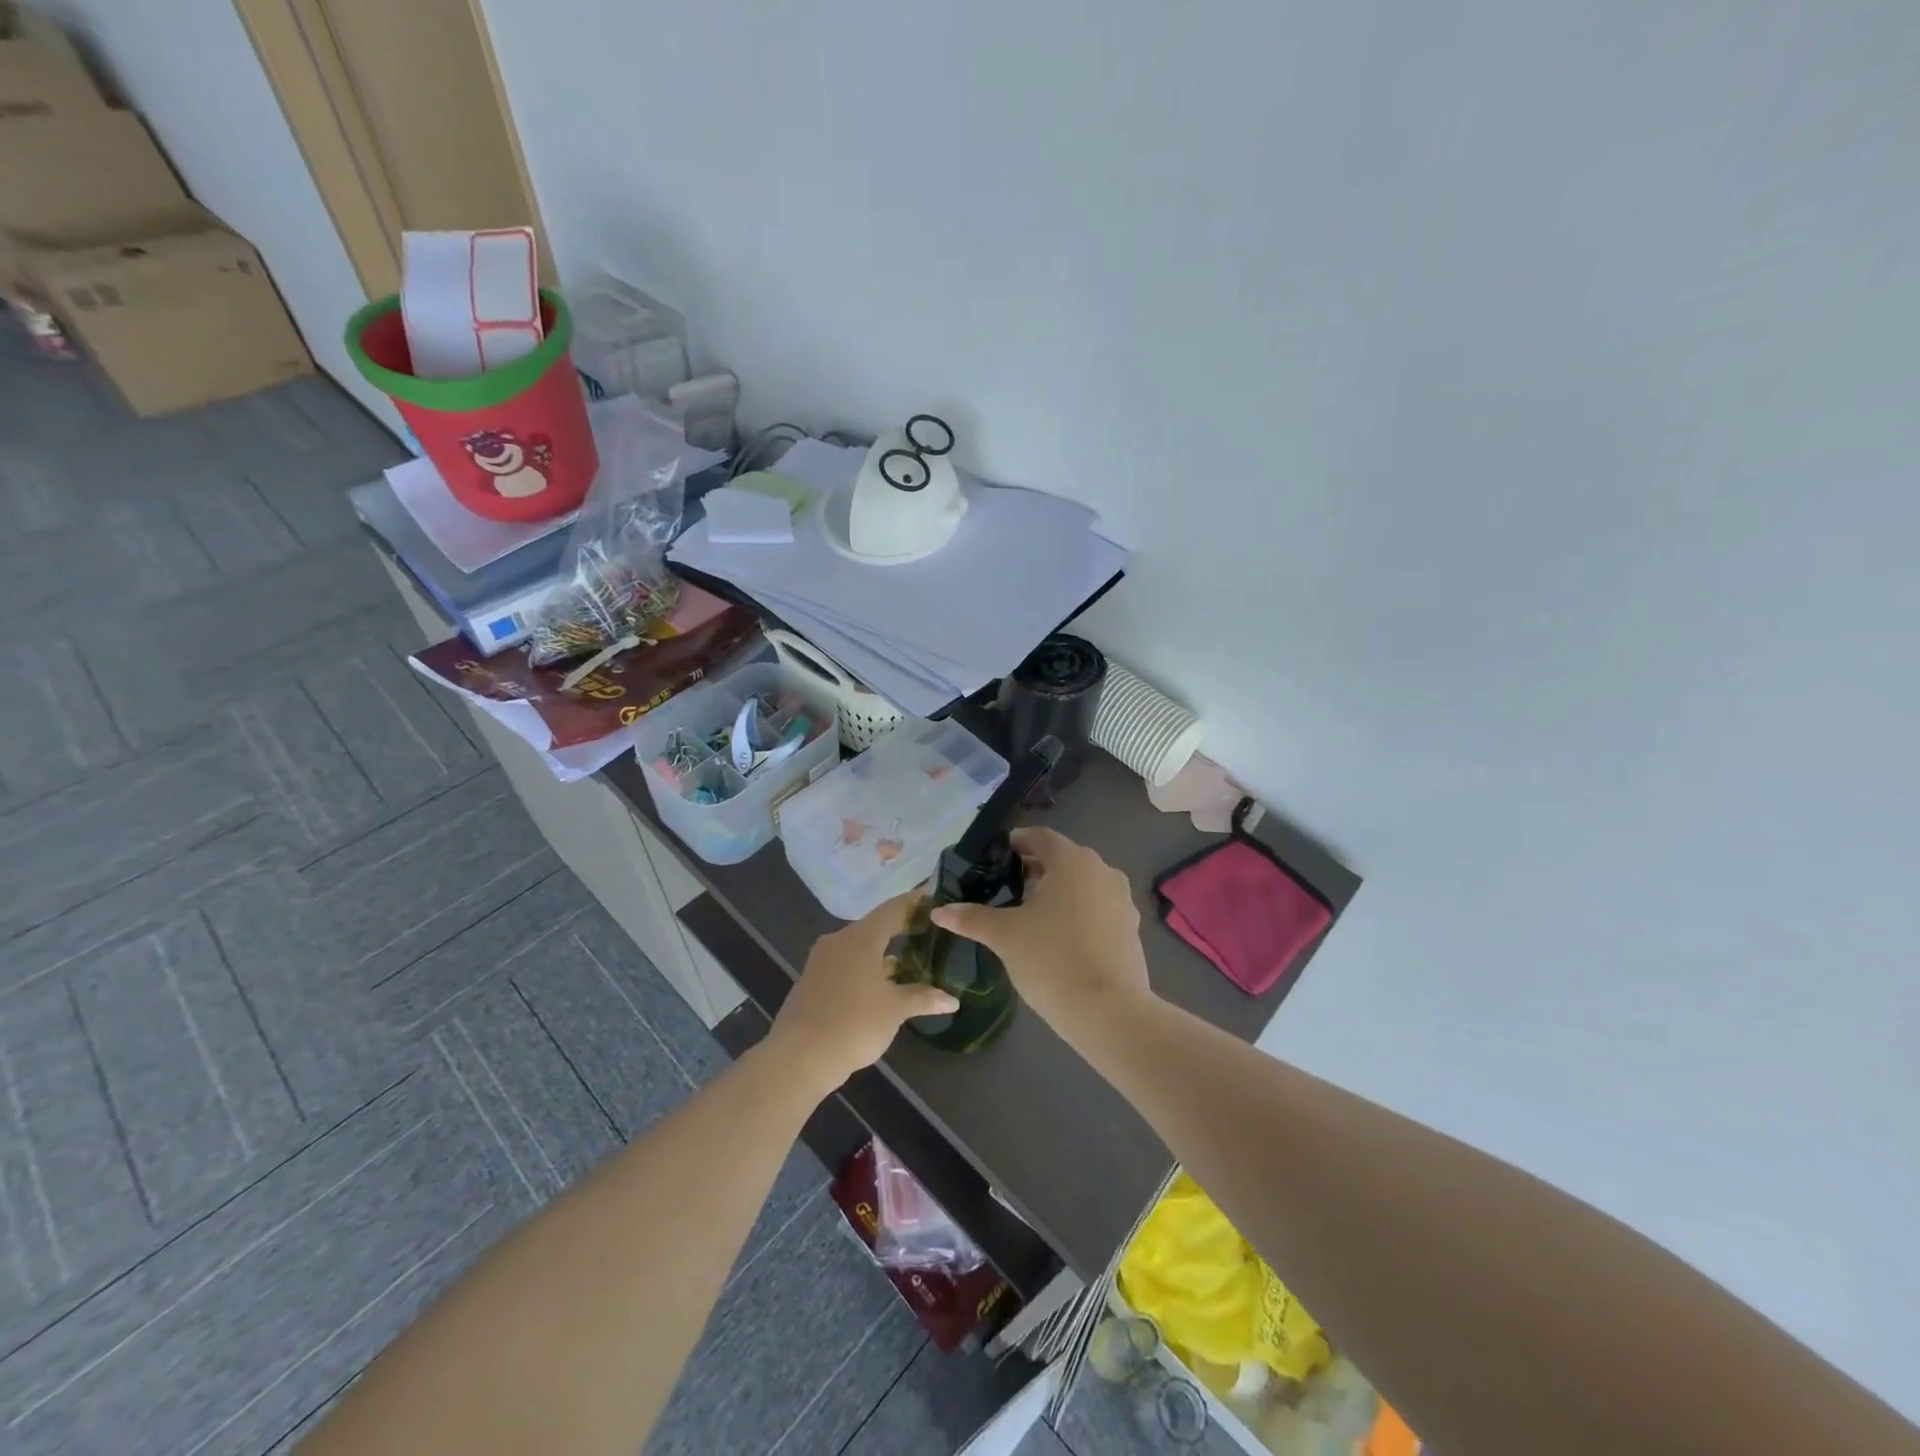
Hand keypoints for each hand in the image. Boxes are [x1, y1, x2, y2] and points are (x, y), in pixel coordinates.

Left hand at [766, 891, 958, 1095]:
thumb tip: (952, 1000)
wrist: (798, 1058)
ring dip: (884, 953)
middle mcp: (839, 941)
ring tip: (913, 960)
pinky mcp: (813, 983)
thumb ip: (923, 998)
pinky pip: (847, 965)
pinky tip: (884, 986)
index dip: (915, 903)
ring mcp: (822, 962)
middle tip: (929, 931)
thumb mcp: (895, 1010)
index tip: (935, 899)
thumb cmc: (853, 1023)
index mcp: (860, 937)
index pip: (893, 909)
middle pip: (876, 927)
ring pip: (860, 949)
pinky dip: (868, 969)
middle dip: (902, 929)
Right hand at [931, 827, 1152, 1031]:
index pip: (1039, 837)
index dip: (1014, 844)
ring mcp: (1121, 899)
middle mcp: (1102, 870)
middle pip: (1062, 858)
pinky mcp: (1131, 927)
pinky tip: (1059, 937)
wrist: (1109, 1012)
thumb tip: (939, 911)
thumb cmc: (1051, 960)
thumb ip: (972, 918)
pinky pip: (1098, 907)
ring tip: (1030, 914)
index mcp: (1072, 860)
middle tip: (1006, 888)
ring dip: (1057, 891)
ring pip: (1082, 883)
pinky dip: (1078, 911)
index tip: (994, 861)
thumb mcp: (1004, 936)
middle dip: (1034, 868)